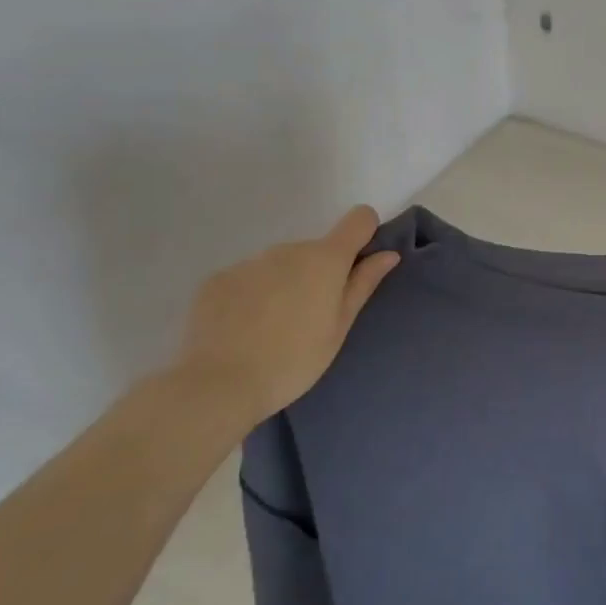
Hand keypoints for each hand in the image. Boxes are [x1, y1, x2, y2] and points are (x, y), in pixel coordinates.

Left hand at [170, 205, 399, 426]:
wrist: (218, 385)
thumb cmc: (294, 360)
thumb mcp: (339, 327)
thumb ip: (363, 284)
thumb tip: (388, 254)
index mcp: (325, 259)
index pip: (359, 219)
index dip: (365, 234)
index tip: (358, 265)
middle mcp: (288, 249)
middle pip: (316, 249)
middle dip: (318, 273)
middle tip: (309, 318)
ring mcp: (249, 262)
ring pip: (280, 264)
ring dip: (285, 283)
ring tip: (273, 327)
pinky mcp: (217, 279)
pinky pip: (248, 277)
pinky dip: (252, 295)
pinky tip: (243, 328)